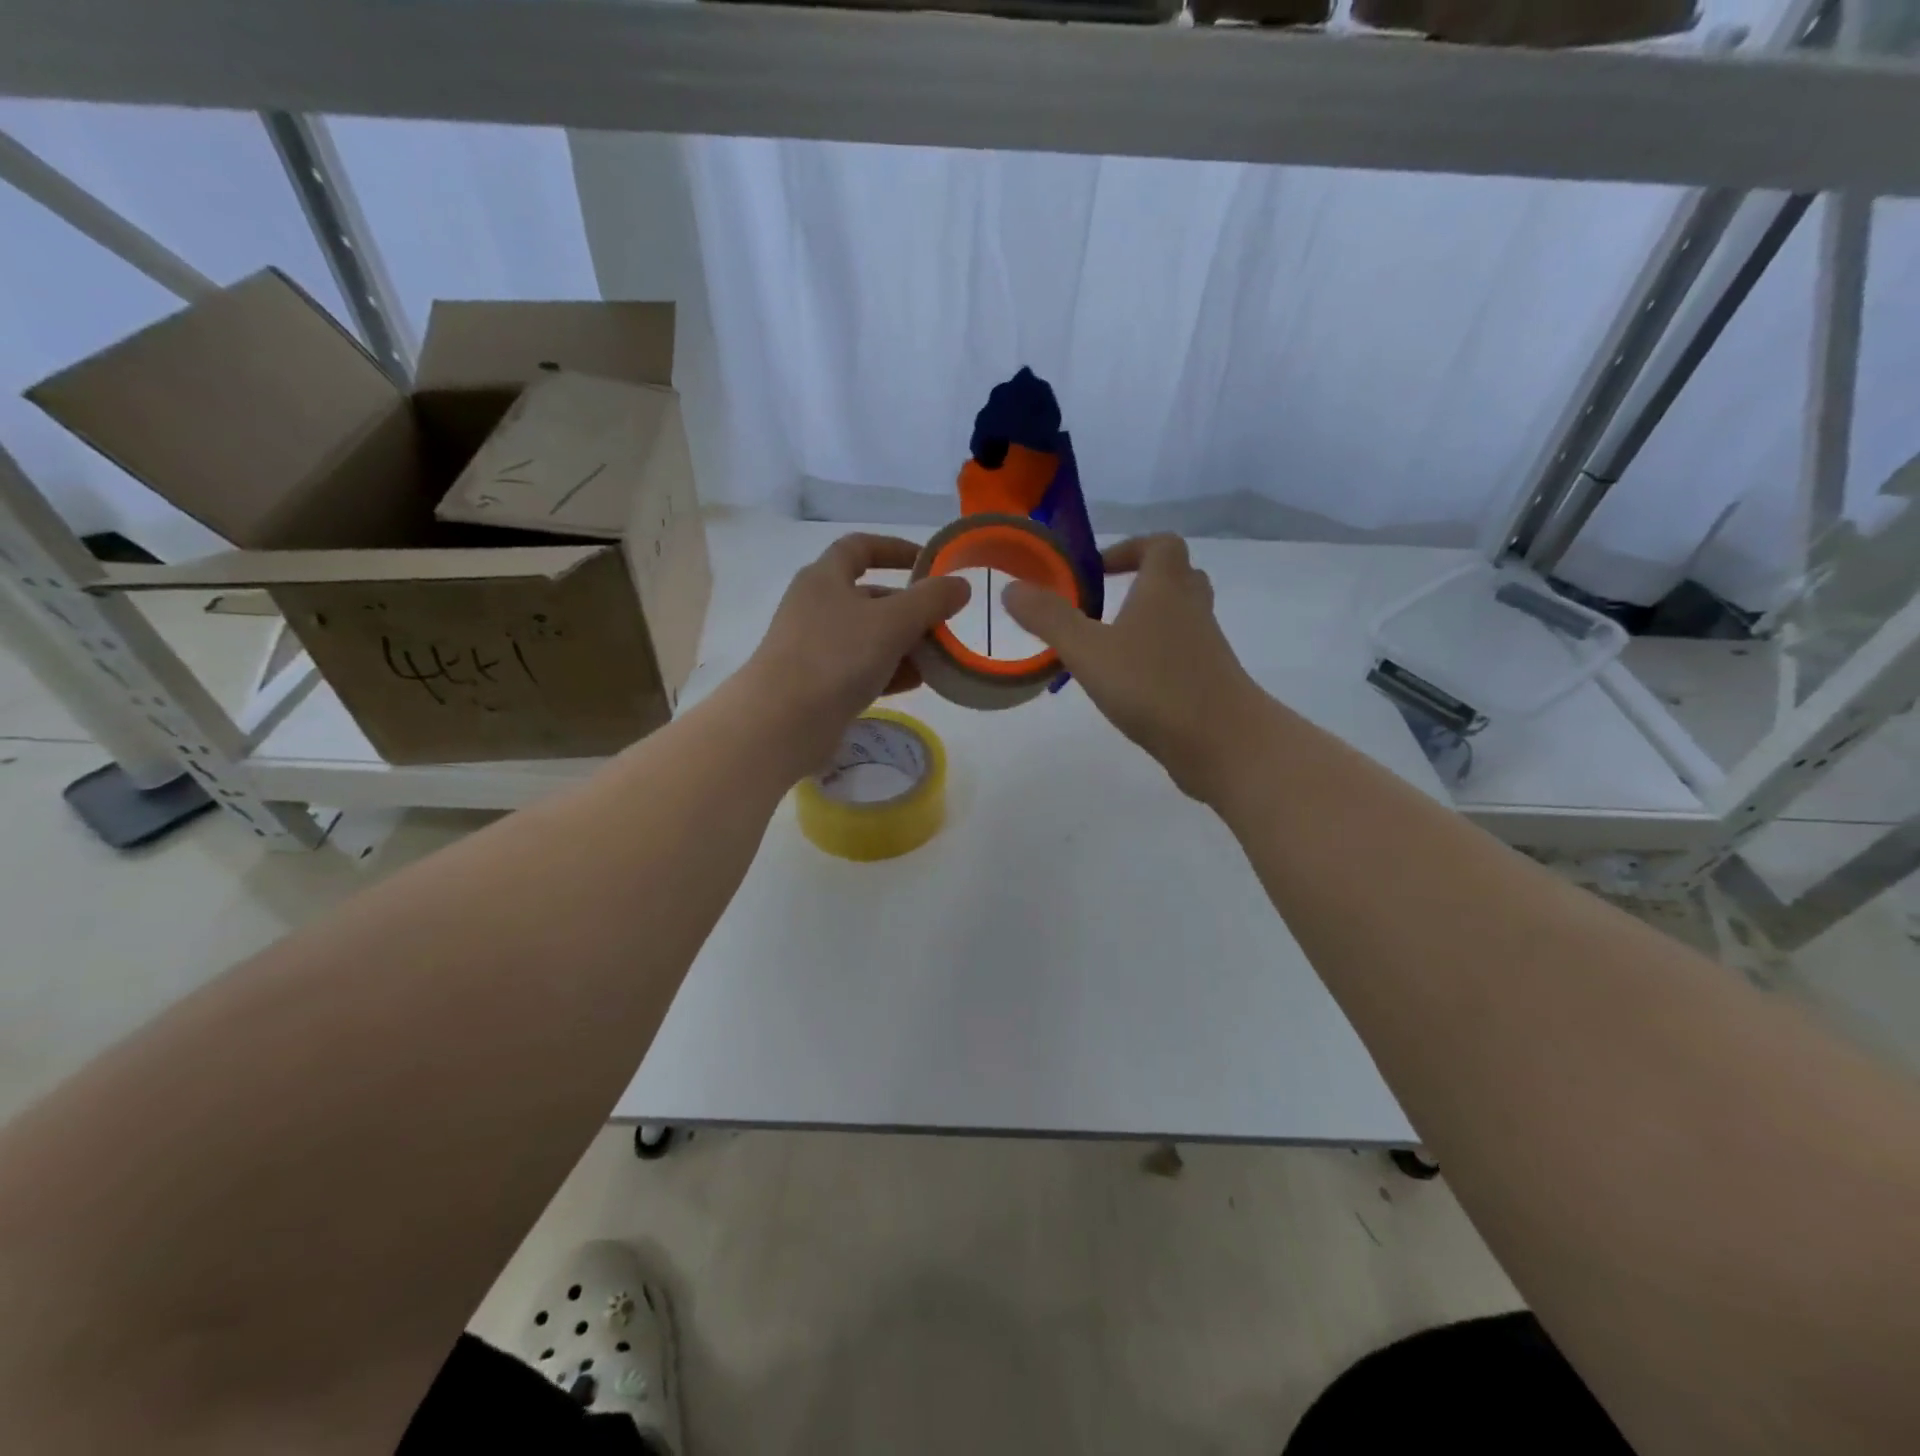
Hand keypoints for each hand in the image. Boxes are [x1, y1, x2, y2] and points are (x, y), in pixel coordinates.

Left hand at [742, 533, 970, 771]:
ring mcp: (814, 646)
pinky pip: (860, 668)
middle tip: (943, 623)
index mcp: (825, 578)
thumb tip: (960, 585)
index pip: (860, 547)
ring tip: (937, 658)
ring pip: (868, 636)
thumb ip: (930, 600)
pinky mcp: (817, 683)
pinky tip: (915, 682)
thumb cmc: (836, 657)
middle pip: (870, 596)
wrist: (782, 722)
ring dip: (903, 643)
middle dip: (909, 608)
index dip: (895, 549)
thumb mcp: (892, 622)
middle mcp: (816, 606)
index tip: (929, 563)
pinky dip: (888, 670)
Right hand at [1003, 534, 1263, 802]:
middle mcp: (1192, 609)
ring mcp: (1206, 646)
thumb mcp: (1089, 651)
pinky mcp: (1210, 680)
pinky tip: (1130, 685)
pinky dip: (1157, 658)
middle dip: (1141, 583)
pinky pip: (1183, 654)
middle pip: (1176, 577)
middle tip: (1104, 604)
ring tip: (1109, 647)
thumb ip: (1050, 619)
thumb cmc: (1154, 685)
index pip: (1161, 544)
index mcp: (1166, 588)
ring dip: (1149, 622)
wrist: (1223, 742)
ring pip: (1181, 618)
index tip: (1098, 571)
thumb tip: (1012, 588)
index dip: (1130, 549)